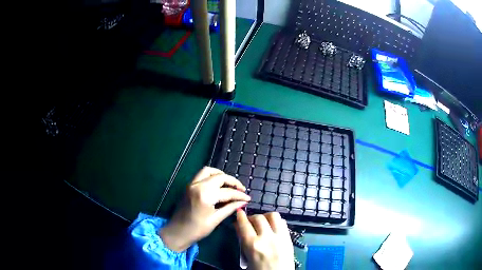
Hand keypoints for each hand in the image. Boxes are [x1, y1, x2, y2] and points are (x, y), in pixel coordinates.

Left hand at [160, 167, 249, 251]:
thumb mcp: (216, 219)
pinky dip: (211, 176)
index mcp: (205, 195)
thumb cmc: (197, 229)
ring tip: (230, 184)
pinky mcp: (189, 185)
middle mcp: (198, 185)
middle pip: (220, 177)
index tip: (248, 198)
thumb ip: (230, 208)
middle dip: (233, 182)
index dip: (240, 195)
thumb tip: (243, 202)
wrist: (178, 232)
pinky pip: (201, 174)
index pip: (227, 192)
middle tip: (241, 190)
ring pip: (209, 171)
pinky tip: (218, 185)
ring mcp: (192, 184)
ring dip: (221, 175)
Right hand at [235, 210, 293, 269]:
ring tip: (262, 222)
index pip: (244, 224)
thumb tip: (239, 228)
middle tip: (249, 221)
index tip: (239, 213)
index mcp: (253, 245)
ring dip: (266, 216)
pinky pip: (283, 223)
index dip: (240, 216)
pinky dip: (276, 221)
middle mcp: (267, 237)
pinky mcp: (289, 238)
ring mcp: (280, 236)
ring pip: (273, 216)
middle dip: (252, 217)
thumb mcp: (247, 257)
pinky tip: (273, 227)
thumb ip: (243, 242)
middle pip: (258, 217)